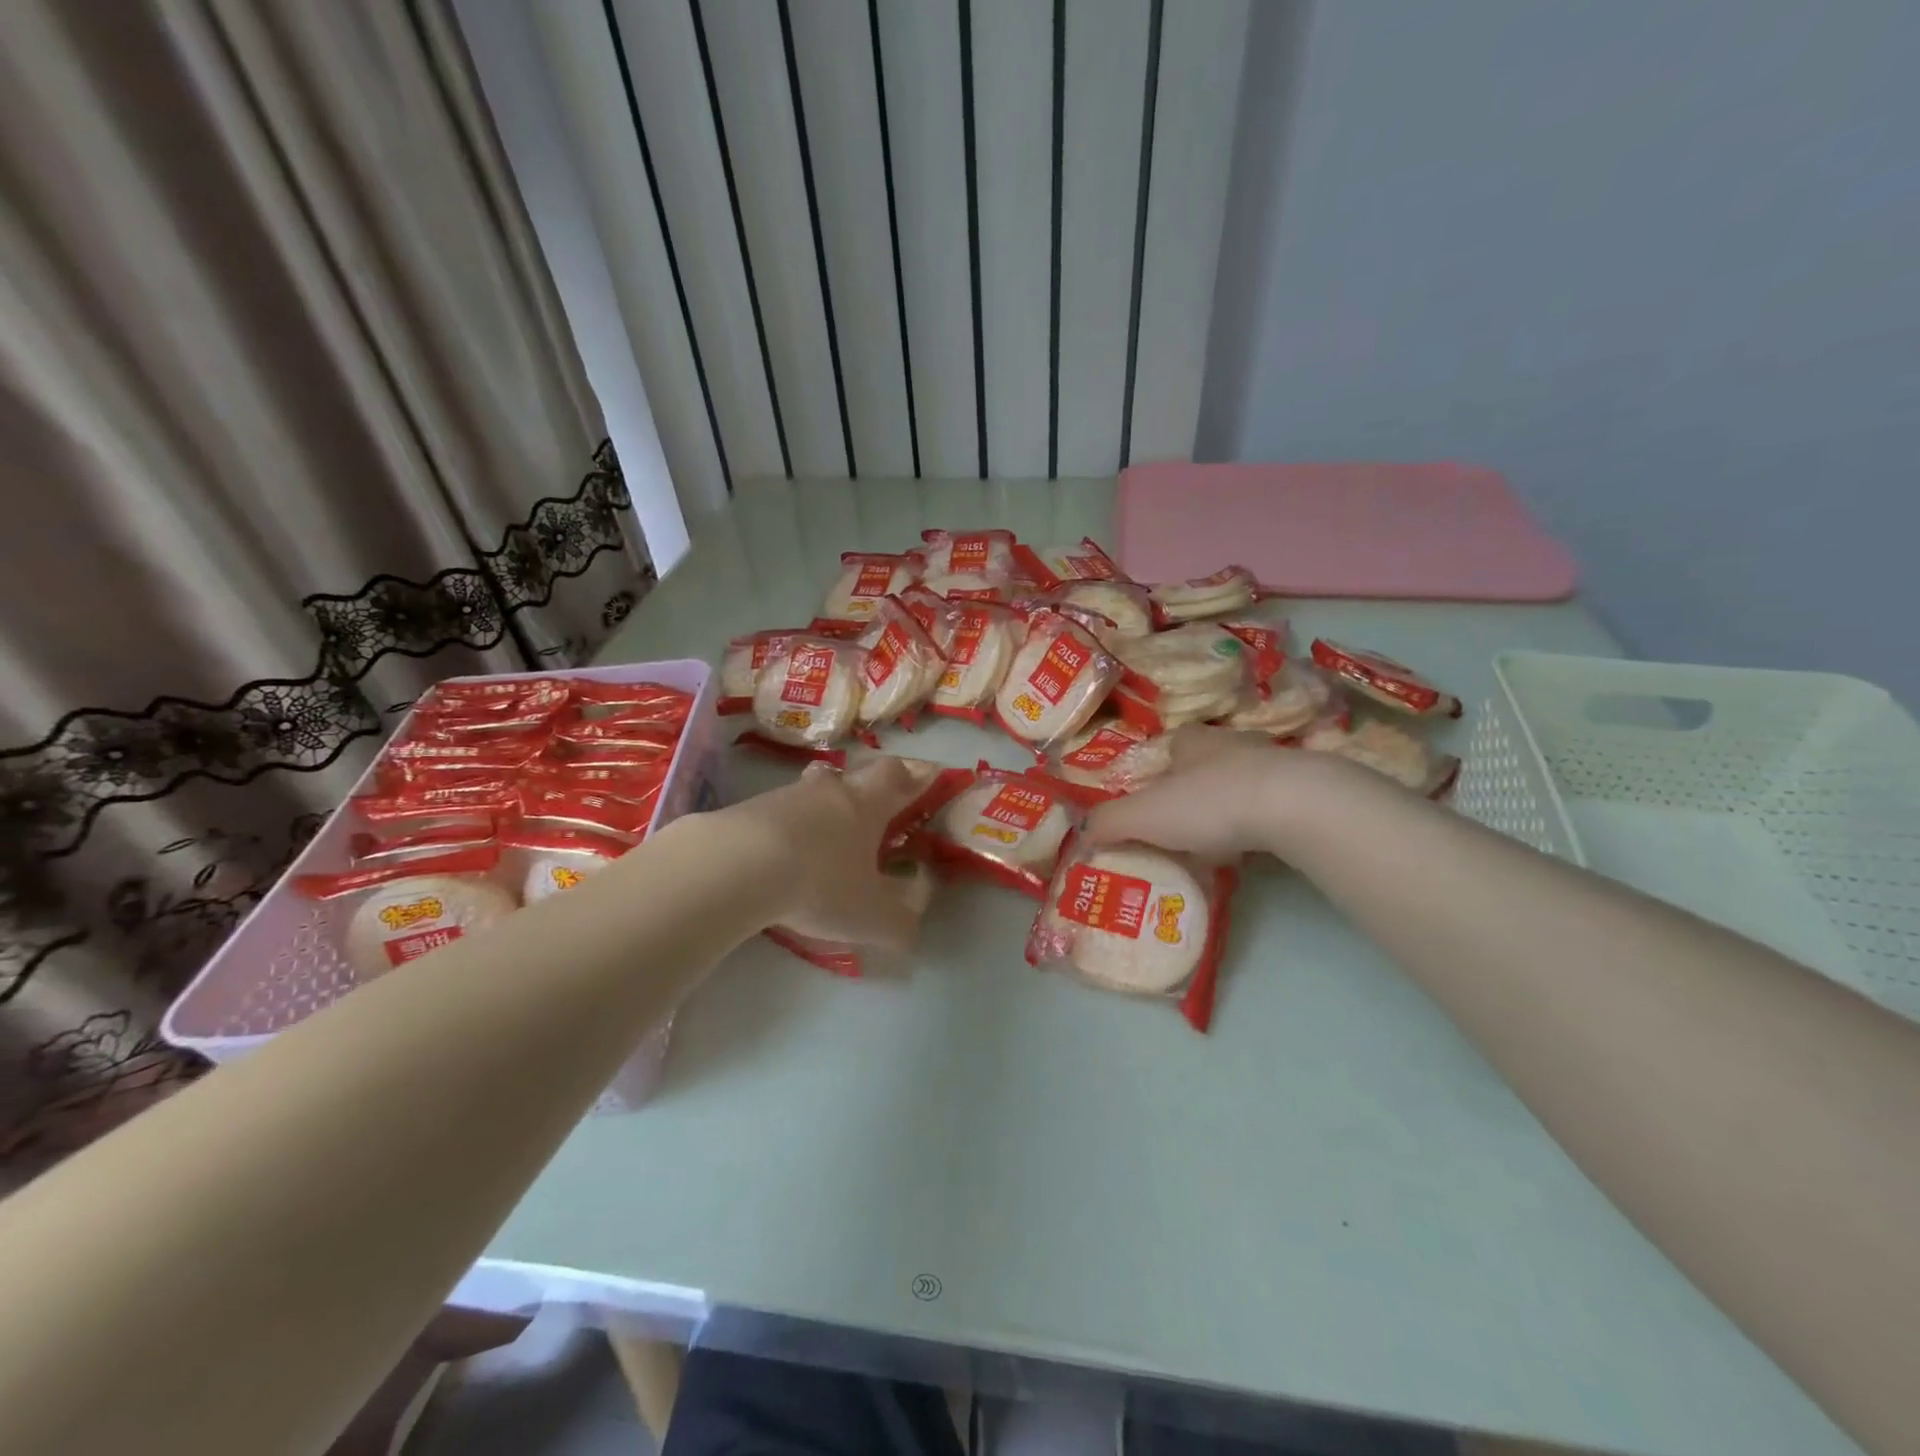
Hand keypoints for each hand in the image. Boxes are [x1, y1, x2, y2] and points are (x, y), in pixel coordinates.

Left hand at [737, 756, 939, 947]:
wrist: (735, 866)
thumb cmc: (819, 883)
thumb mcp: (871, 917)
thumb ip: (901, 923)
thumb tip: (913, 926)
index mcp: (867, 804)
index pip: (899, 776)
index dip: (917, 775)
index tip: (928, 775)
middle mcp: (830, 790)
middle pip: (854, 774)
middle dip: (867, 789)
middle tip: (872, 811)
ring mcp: (785, 796)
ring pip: (813, 792)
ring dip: (822, 809)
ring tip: (823, 841)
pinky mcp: (747, 810)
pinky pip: (777, 813)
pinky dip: (786, 829)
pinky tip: (779, 856)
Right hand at [1083, 725, 1344, 858]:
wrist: (1294, 807)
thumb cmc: (1208, 802)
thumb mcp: (1143, 816)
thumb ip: (1108, 823)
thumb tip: (1080, 833)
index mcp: (1191, 742)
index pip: (1172, 744)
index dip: (1160, 768)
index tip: (1154, 796)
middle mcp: (1232, 744)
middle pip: (1207, 762)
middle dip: (1194, 787)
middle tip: (1182, 824)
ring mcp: (1273, 764)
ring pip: (1242, 782)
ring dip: (1229, 805)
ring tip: (1217, 841)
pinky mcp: (1304, 790)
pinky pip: (1273, 804)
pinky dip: (1260, 822)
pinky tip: (1254, 847)